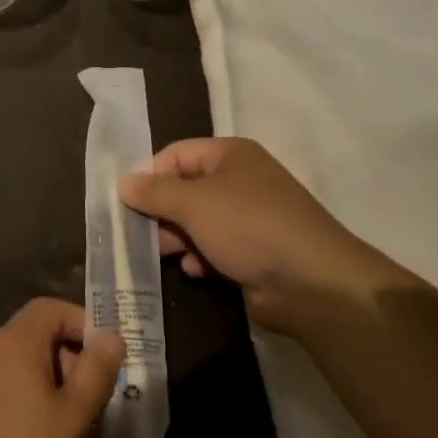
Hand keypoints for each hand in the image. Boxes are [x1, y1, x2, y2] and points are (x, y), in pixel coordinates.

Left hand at [0, 298, 123, 437]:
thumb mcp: (74, 420)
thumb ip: (96, 372)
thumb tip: (110, 333)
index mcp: (14, 343)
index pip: (52, 308)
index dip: (84, 325)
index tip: (108, 362)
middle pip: (37, 337)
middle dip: (72, 363)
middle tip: (96, 408)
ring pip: (23, 369)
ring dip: (53, 391)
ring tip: (74, 436)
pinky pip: (5, 393)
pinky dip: (29, 408)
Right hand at [119, 138, 393, 334]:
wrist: (313, 283)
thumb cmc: (248, 227)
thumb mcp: (192, 203)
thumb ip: (153, 192)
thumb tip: (124, 182)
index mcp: (230, 154)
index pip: (176, 154)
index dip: (150, 175)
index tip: (127, 202)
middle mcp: (241, 180)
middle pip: (185, 189)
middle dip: (162, 212)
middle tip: (141, 234)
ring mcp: (251, 217)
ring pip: (198, 222)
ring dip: (178, 238)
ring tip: (167, 255)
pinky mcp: (256, 252)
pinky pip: (217, 247)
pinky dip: (202, 257)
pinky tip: (196, 271)